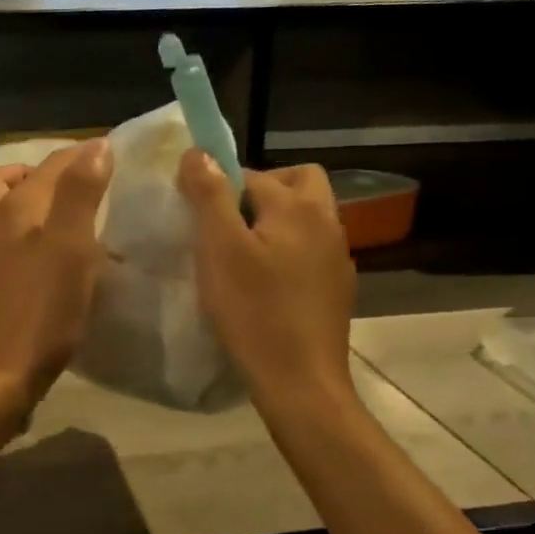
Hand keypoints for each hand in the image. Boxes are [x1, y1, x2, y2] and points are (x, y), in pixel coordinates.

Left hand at [0, 140, 112, 408]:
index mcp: (16, 207)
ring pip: (1, 206)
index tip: (115, 153)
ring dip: (29, 198)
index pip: (52, 163)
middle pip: (8, 177)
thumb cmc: (43, 309)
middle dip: (43, 170)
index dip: (83, 153)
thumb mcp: (71, 247)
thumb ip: (81, 193)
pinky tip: (51, 252)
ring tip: (66, 213)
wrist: (0, 370)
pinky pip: (4, 236)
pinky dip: (26, 229)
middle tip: (80, 181)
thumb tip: (95, 146)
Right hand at [176, 151, 356, 408]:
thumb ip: (210, 194)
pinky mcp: (337, 288)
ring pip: (307, 217)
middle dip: (263, 190)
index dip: (221, 186)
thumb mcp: (219, 248)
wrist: (300, 382)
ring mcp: (337, 257)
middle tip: (229, 221)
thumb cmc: (253, 311)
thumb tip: (199, 151)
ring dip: (275, 221)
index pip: (253, 174)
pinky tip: (265, 284)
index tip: (197, 213)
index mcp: (298, 207)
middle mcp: (326, 222)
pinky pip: (310, 250)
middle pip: (298, 182)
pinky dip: (288, 251)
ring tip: (241, 253)